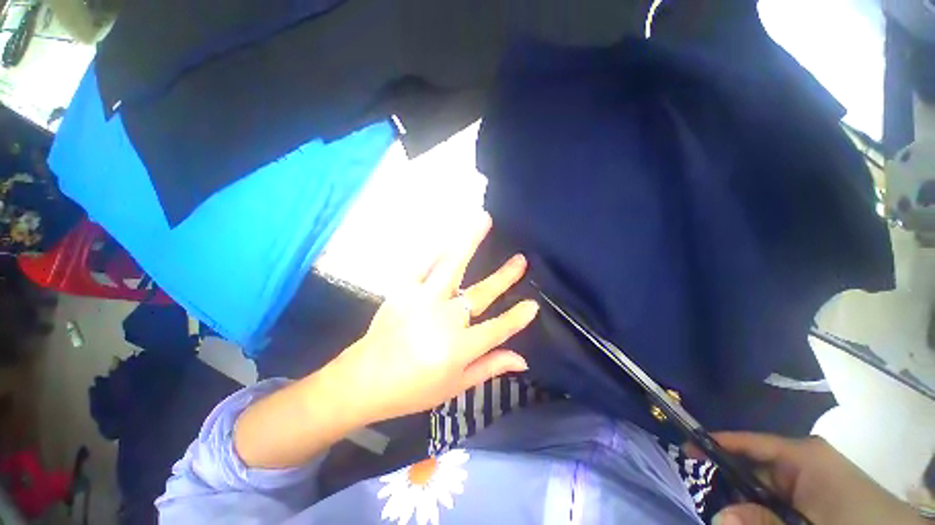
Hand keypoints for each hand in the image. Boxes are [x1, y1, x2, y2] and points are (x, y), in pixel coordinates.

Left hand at [330, 211, 539, 425]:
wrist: (364, 380)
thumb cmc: (412, 390)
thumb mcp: (455, 386)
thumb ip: (489, 367)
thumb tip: (522, 359)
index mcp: (458, 347)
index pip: (497, 328)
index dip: (517, 317)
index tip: (532, 305)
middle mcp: (444, 319)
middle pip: (480, 293)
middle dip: (504, 276)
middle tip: (520, 260)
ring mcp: (422, 300)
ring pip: (451, 265)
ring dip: (469, 241)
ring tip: (484, 220)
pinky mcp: (403, 290)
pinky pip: (423, 264)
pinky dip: (437, 249)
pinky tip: (448, 237)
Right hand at [703, 433, 924, 524]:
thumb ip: (761, 522)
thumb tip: (716, 515)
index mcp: (801, 454)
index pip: (746, 441)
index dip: (713, 443)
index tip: (683, 448)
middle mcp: (803, 458)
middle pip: (752, 463)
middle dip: (727, 479)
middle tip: (701, 493)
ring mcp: (811, 474)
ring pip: (765, 483)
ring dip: (745, 497)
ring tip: (726, 510)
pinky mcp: (817, 490)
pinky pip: (779, 494)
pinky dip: (763, 505)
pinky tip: (754, 516)